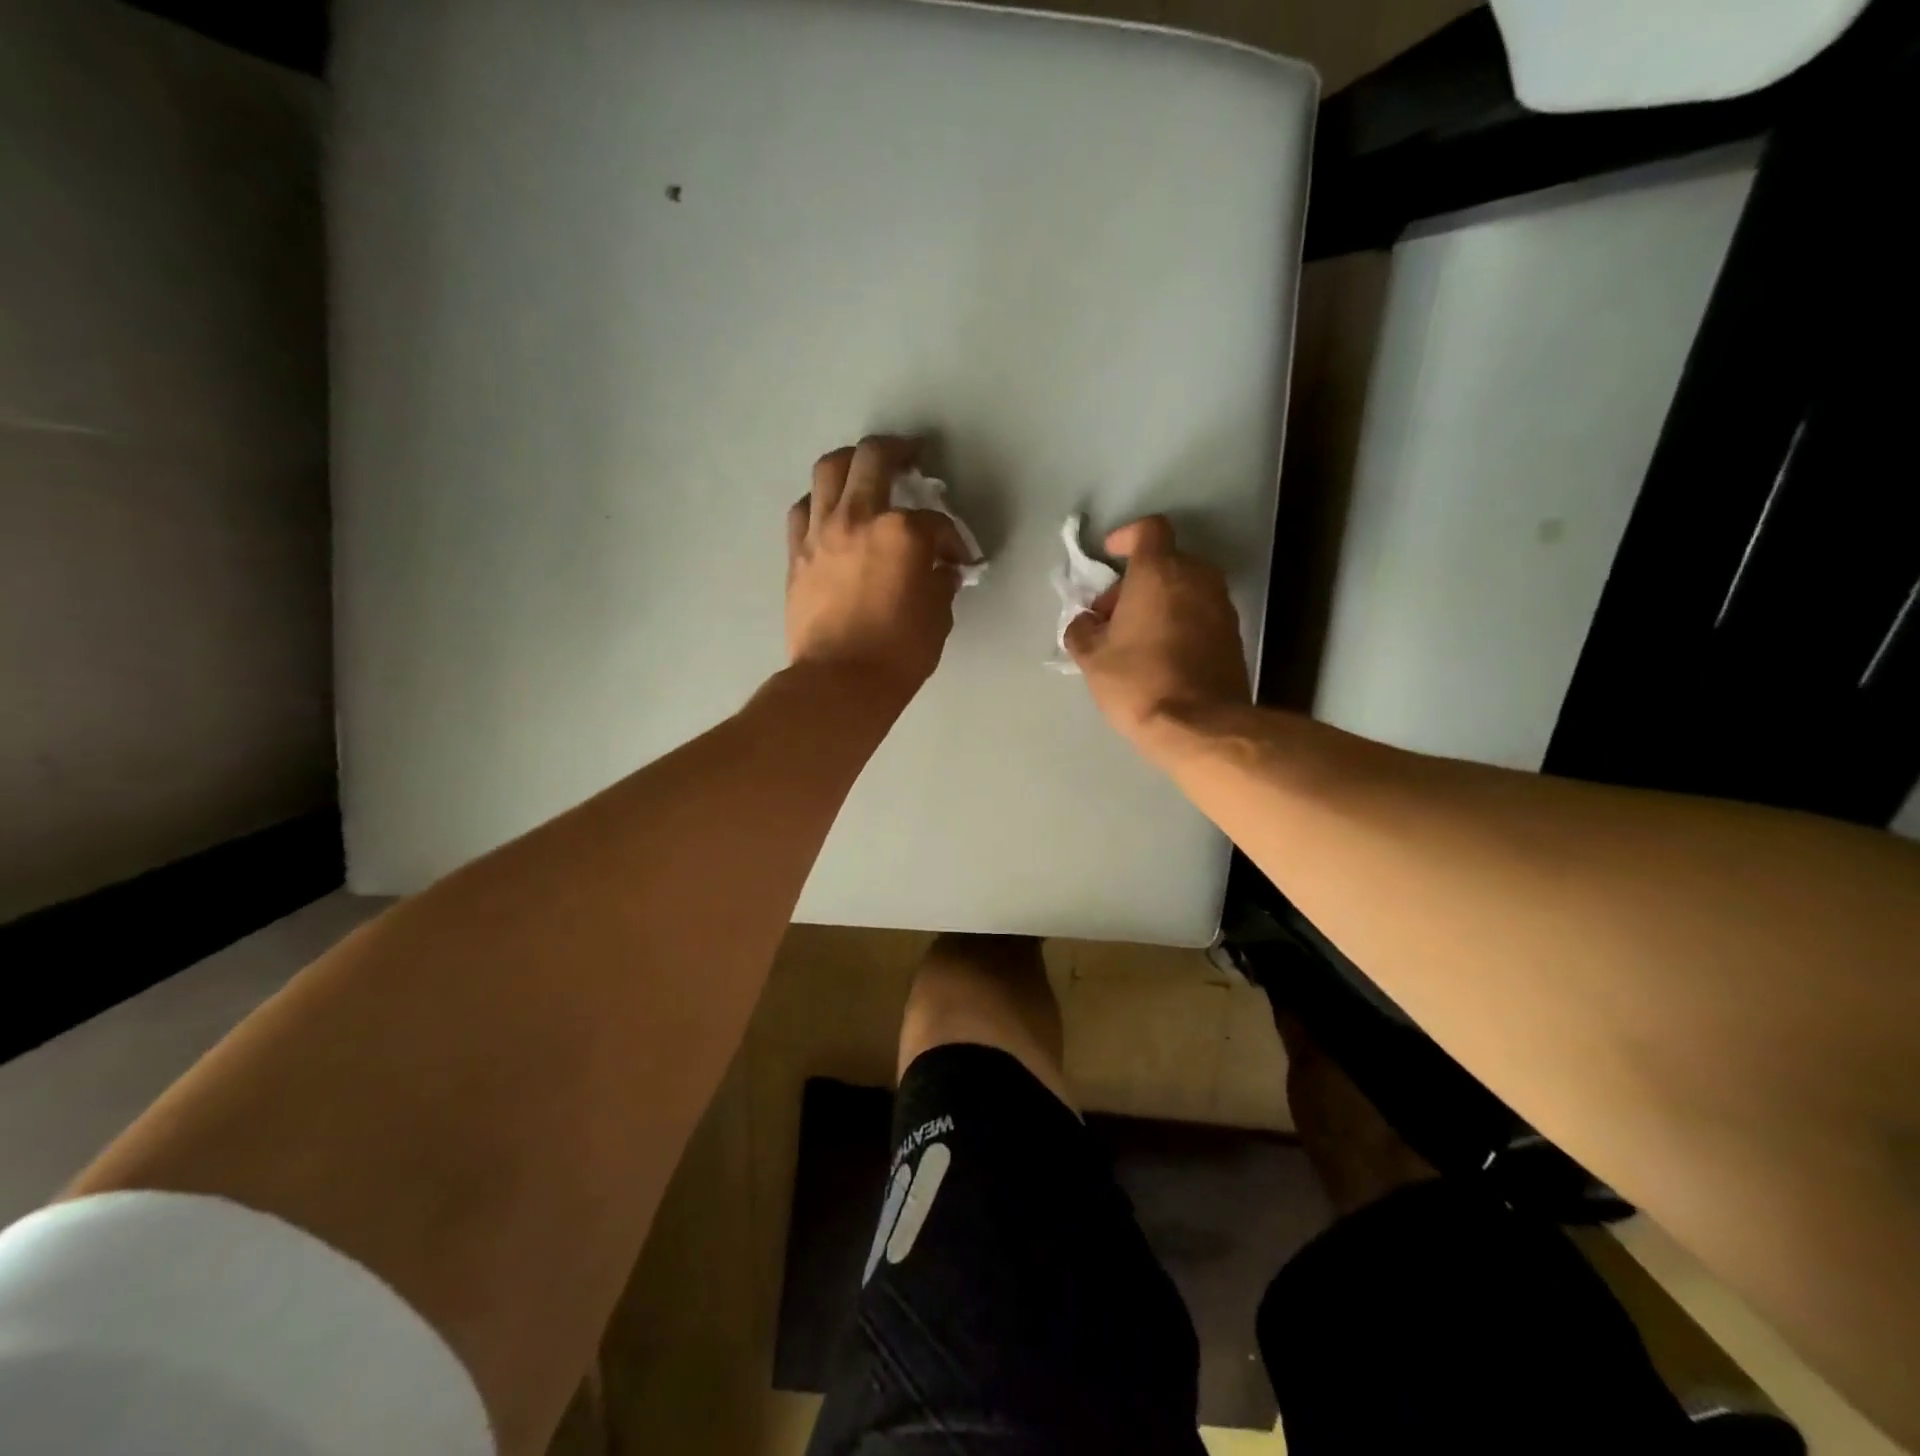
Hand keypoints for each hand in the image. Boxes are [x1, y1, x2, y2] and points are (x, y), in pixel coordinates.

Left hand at [786, 437, 966, 693]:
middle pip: (875, 459)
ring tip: (864, 471)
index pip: (936, 521)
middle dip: (898, 451)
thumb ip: (941, 583)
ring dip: (851, 462)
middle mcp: (858, 517)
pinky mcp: (797, 552)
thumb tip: (942, 570)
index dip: (953, 538)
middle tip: (911, 457)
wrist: (839, 682)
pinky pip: (804, 509)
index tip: (959, 557)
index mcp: (902, 533)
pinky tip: (830, 511)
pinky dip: (820, 502)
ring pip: (830, 470)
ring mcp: (821, 531)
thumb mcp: (937, 617)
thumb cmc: (898, 654)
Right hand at [1063, 515, 1249, 748]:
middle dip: (1135, 582)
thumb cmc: (1139, 682)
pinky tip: (1159, 656)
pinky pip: (1199, 613)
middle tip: (1111, 617)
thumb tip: (1086, 622)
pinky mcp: (1232, 635)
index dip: (1126, 537)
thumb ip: (1082, 630)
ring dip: (1158, 603)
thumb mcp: (1092, 658)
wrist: (1199, 726)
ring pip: (1184, 589)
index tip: (1109, 556)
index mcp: (1160, 572)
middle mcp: (1197, 579)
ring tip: (1133, 640)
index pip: (1149, 530)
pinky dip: (1178, 622)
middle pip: (1165, 562)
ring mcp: (1220, 606)